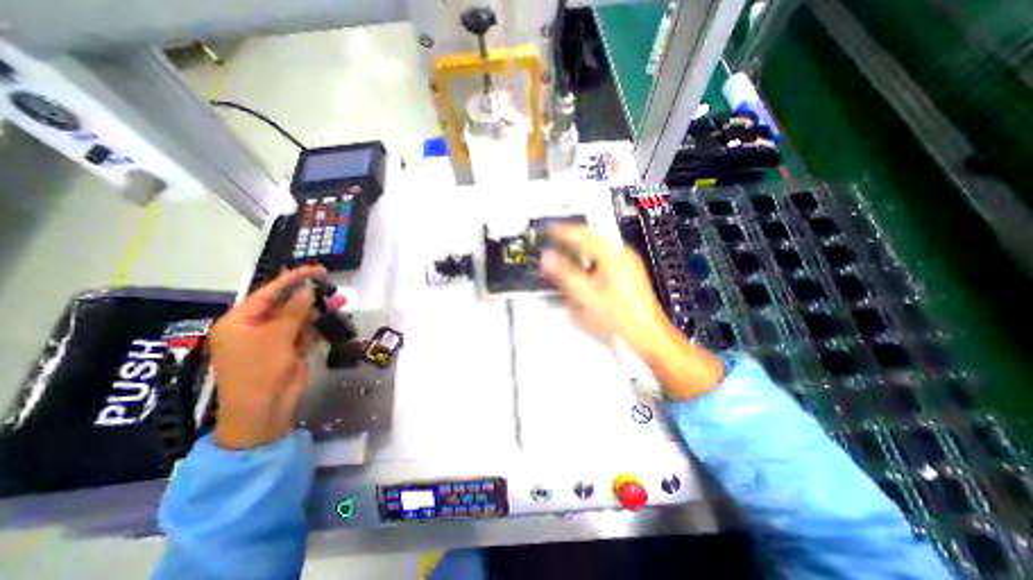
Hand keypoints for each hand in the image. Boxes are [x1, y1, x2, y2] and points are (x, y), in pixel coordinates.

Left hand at [209, 264, 346, 450]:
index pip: (268, 293)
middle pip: (285, 303)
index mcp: (240, 321)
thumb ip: (294, 311)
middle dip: (308, 293)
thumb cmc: (260, 370)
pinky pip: (307, 330)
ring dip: (318, 308)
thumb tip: (309, 289)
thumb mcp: (277, 337)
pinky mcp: (291, 349)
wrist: (265, 409)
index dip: (293, 279)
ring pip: (300, 316)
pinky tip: (334, 314)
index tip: (316, 269)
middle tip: (329, 281)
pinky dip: (320, 323)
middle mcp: (256, 327)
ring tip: (339, 298)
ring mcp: (275, 339)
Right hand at [542, 226, 669, 357]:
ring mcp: (628, 262)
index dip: (562, 232)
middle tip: (556, 238)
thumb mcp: (586, 296)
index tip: (550, 230)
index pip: (582, 234)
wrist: (646, 333)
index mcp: (613, 256)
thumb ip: (564, 274)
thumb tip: (548, 259)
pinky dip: (591, 257)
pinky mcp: (629, 272)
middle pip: (592, 236)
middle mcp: (623, 254)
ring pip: (599, 246)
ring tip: (567, 251)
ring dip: (582, 247)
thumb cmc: (621, 318)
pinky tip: (585, 267)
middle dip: (572, 237)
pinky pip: (606, 256)